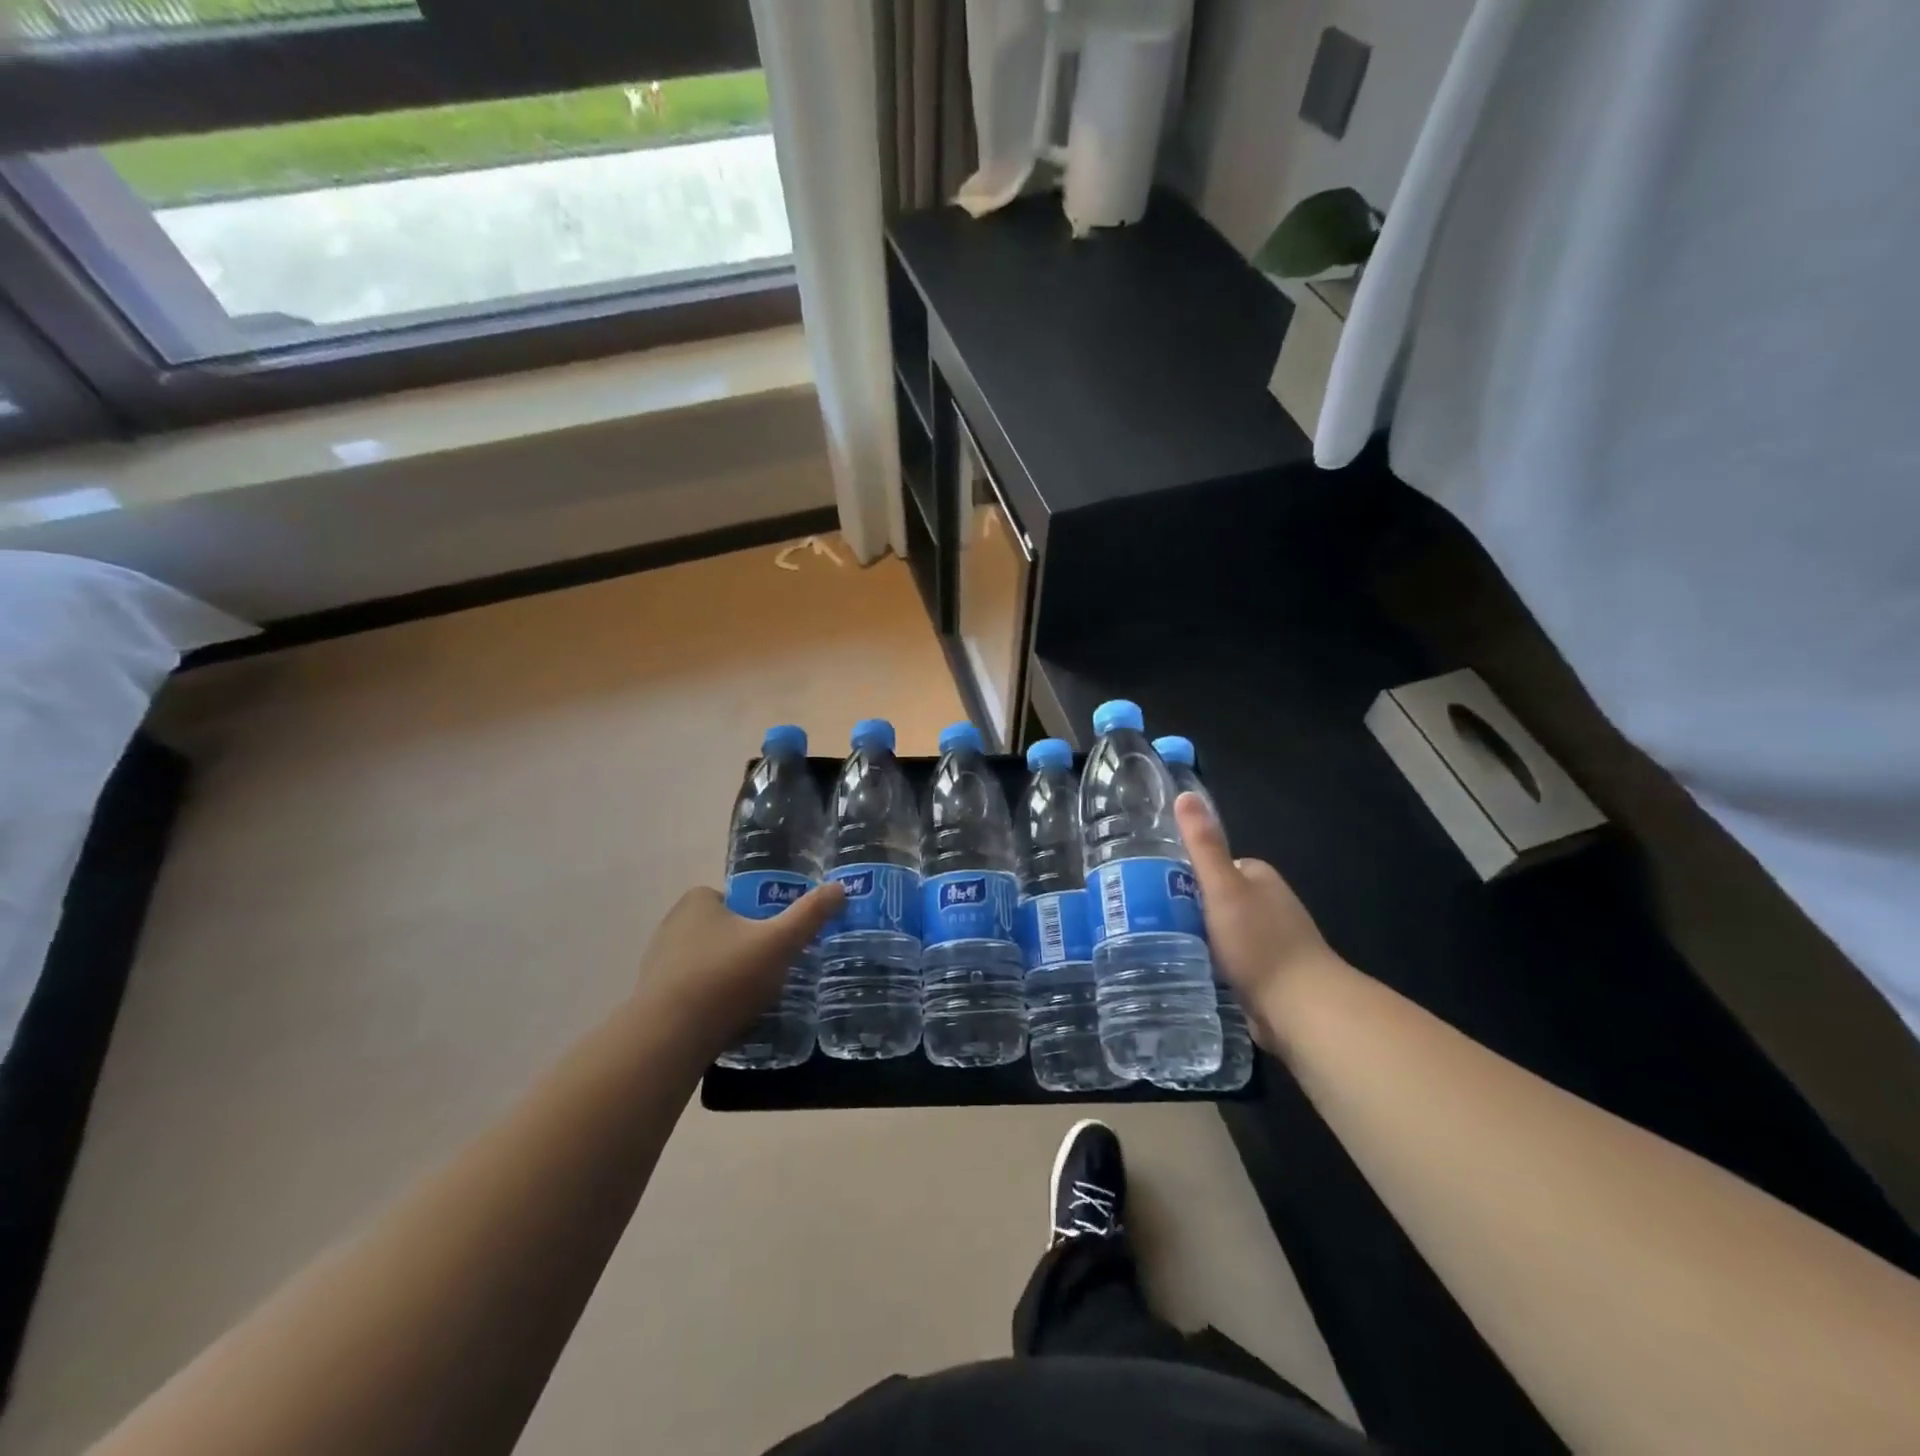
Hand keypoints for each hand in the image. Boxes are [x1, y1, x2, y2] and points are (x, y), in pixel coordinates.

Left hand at [633, 882, 844, 1052]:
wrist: (667, 1041)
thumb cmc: (725, 978)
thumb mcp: (779, 943)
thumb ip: (810, 914)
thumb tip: (839, 887)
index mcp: (698, 901)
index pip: (738, 898)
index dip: (762, 915)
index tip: (781, 938)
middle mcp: (673, 925)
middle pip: (725, 930)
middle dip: (748, 947)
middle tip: (776, 968)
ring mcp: (659, 963)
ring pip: (709, 962)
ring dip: (730, 975)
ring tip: (757, 998)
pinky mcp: (653, 998)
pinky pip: (694, 991)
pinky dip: (712, 1000)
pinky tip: (731, 1019)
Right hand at [1176, 792, 1344, 1044]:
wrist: (1302, 1008)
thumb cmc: (1259, 943)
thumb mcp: (1222, 888)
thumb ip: (1203, 845)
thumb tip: (1185, 794)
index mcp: (1259, 877)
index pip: (1212, 865)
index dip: (1183, 875)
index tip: (1152, 888)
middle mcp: (1267, 904)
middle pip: (1214, 898)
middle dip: (1187, 909)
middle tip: (1149, 922)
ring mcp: (1269, 940)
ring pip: (1219, 931)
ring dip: (1197, 938)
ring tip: (1159, 946)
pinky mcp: (1266, 974)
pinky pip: (1228, 960)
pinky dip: (1210, 963)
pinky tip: (1188, 971)